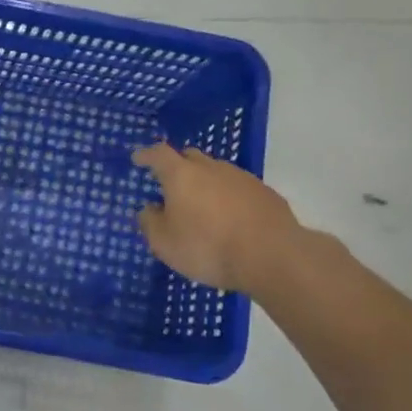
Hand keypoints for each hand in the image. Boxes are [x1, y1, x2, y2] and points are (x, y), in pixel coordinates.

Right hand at [133, 143, 299, 293]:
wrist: (273, 256)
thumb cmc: (208, 247)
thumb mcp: (165, 244)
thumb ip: (150, 223)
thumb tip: (148, 209)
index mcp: (181, 175)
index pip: (158, 154)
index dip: (146, 155)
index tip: (138, 159)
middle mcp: (211, 168)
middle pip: (190, 157)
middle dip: (177, 166)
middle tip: (171, 185)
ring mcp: (242, 178)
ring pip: (216, 172)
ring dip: (206, 183)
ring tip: (202, 206)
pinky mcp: (266, 193)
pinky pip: (239, 189)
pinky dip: (229, 197)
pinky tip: (231, 219)